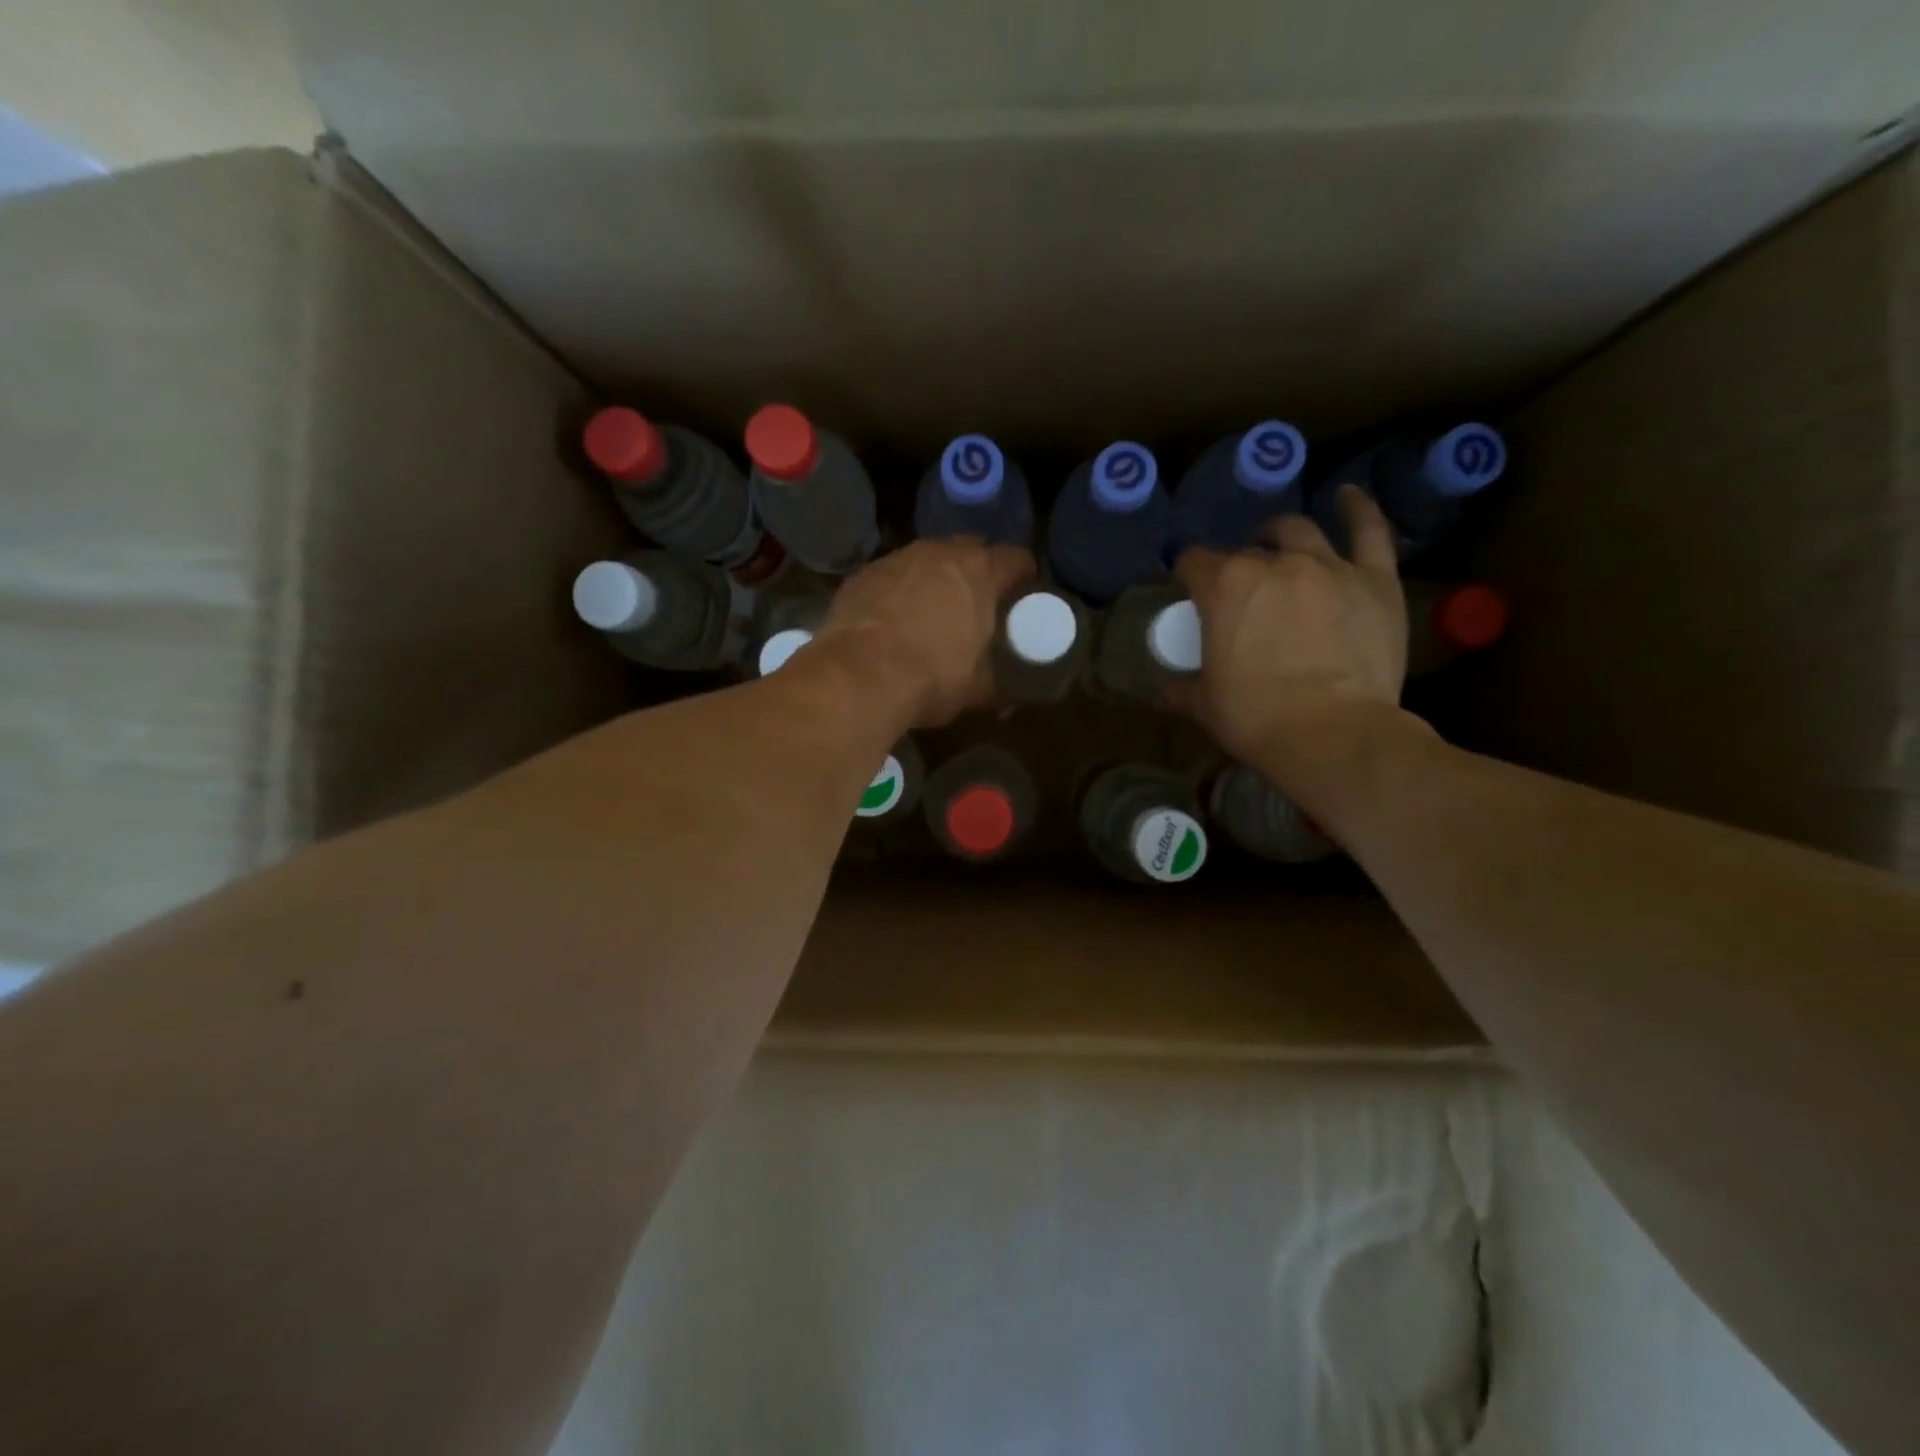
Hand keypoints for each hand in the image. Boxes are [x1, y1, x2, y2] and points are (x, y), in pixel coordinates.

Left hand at [811, 538, 1034, 727]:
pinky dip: (898, 591)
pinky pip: (892, 576)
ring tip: (932, 611)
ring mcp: (897, 559)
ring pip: (927, 560)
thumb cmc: (932, 677)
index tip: (1023, 595)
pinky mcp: (863, 574)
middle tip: (978, 603)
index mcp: (980, 572)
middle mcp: (940, 553)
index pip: (1016, 558)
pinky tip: (893, 619)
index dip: (1024, 576)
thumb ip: (998, 684)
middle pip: (970, 551)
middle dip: (977, 573)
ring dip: (935, 579)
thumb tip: (1009, 699)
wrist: (859, 676)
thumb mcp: (976, 689)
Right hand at [1173, 485, 1408, 770]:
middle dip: (1237, 567)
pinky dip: (1358, 509)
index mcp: (1224, 586)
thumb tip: (1163, 691)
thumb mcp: (1203, 705)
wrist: (1332, 734)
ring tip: (1277, 543)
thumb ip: (1180, 689)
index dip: (1188, 576)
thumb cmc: (1256, 717)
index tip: (1189, 593)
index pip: (1193, 563)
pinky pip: (1369, 531)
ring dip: (1280, 536)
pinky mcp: (1374, 580)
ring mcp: (1328, 566)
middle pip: (1246, 551)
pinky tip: (1348, 496)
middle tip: (1239, 594)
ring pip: (1298, 532)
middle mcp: (1274, 562)